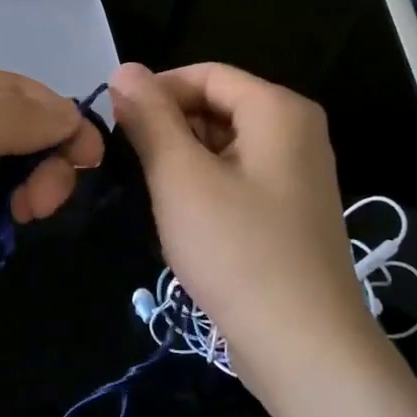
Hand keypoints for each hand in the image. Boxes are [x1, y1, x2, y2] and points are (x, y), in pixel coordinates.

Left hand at [0, 55, 103, 336]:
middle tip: (42, 203)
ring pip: (3, 171)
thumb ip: (3, 118)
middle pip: (18, 131)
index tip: (91, 162)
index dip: (61, 120)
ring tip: (21, 218)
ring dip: (25, 189)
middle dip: (44, 160)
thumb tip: (71, 114)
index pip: (21, 91)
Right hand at [109, 62, 378, 399]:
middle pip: (218, 106)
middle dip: (169, 126)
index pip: (205, 74)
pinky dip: (205, 187)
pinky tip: (184, 220)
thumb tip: (123, 70)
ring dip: (183, 160)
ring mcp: (297, 175)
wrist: (302, 346)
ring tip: (154, 194)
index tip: (115, 123)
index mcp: (278, 110)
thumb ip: (150, 117)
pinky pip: (238, 178)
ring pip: (224, 145)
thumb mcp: (180, 177)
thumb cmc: (236, 250)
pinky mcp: (289, 212)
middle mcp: (296, 132)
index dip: (155, 91)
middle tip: (129, 163)